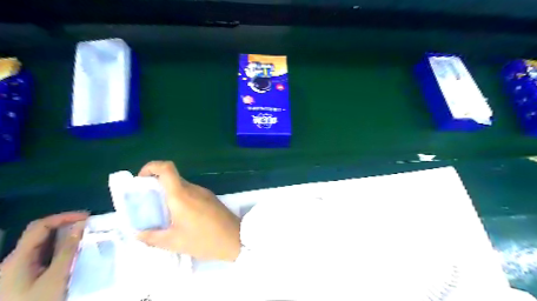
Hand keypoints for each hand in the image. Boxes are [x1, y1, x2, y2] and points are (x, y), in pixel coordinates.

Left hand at [0, 211, 86, 300]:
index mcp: (17, 259)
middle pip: (40, 235)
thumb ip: (68, 250)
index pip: (39, 226)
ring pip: (43, 246)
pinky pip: (43, 257)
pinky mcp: (23, 279)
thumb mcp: (56, 278)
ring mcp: (17, 271)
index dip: (64, 217)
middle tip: (90, 227)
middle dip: (66, 227)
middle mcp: (14, 261)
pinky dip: (60, 251)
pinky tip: (74, 254)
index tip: (87, 217)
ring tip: (87, 238)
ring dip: (65, 239)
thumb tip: (81, 225)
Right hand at [137, 161, 240, 262]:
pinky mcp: (211, 198)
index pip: (166, 168)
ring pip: (182, 186)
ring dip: (169, 194)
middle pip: (172, 178)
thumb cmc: (204, 240)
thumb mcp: (175, 242)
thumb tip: (138, 234)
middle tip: (148, 203)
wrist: (236, 239)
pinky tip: (181, 216)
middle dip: (156, 186)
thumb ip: (153, 237)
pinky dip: (181, 199)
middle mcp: (193, 189)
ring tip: (163, 213)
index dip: (151, 167)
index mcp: (181, 195)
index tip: (141, 180)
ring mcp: (204, 192)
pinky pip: (192, 193)